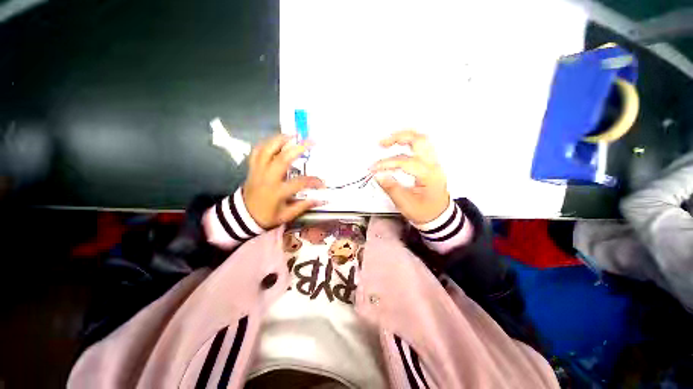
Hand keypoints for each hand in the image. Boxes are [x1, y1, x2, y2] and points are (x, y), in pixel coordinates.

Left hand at [243, 134, 323, 228]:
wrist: (243, 216)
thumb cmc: (267, 216)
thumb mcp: (286, 216)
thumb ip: (303, 206)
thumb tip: (321, 200)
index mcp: (277, 192)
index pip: (300, 183)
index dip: (314, 181)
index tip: (323, 183)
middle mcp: (267, 178)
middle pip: (283, 159)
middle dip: (298, 148)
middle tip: (311, 141)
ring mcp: (258, 171)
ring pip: (267, 150)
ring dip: (280, 139)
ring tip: (293, 134)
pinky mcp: (252, 168)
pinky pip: (257, 151)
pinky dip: (266, 143)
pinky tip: (276, 139)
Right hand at [371, 130, 449, 224]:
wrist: (439, 216)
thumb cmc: (423, 211)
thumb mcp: (405, 203)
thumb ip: (391, 188)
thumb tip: (378, 175)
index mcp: (428, 175)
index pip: (405, 162)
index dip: (387, 163)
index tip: (373, 169)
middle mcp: (433, 165)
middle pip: (419, 141)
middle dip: (399, 138)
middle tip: (382, 143)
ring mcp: (434, 163)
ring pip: (422, 140)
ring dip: (404, 137)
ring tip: (389, 141)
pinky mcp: (431, 164)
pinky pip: (421, 146)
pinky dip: (409, 142)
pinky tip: (399, 145)